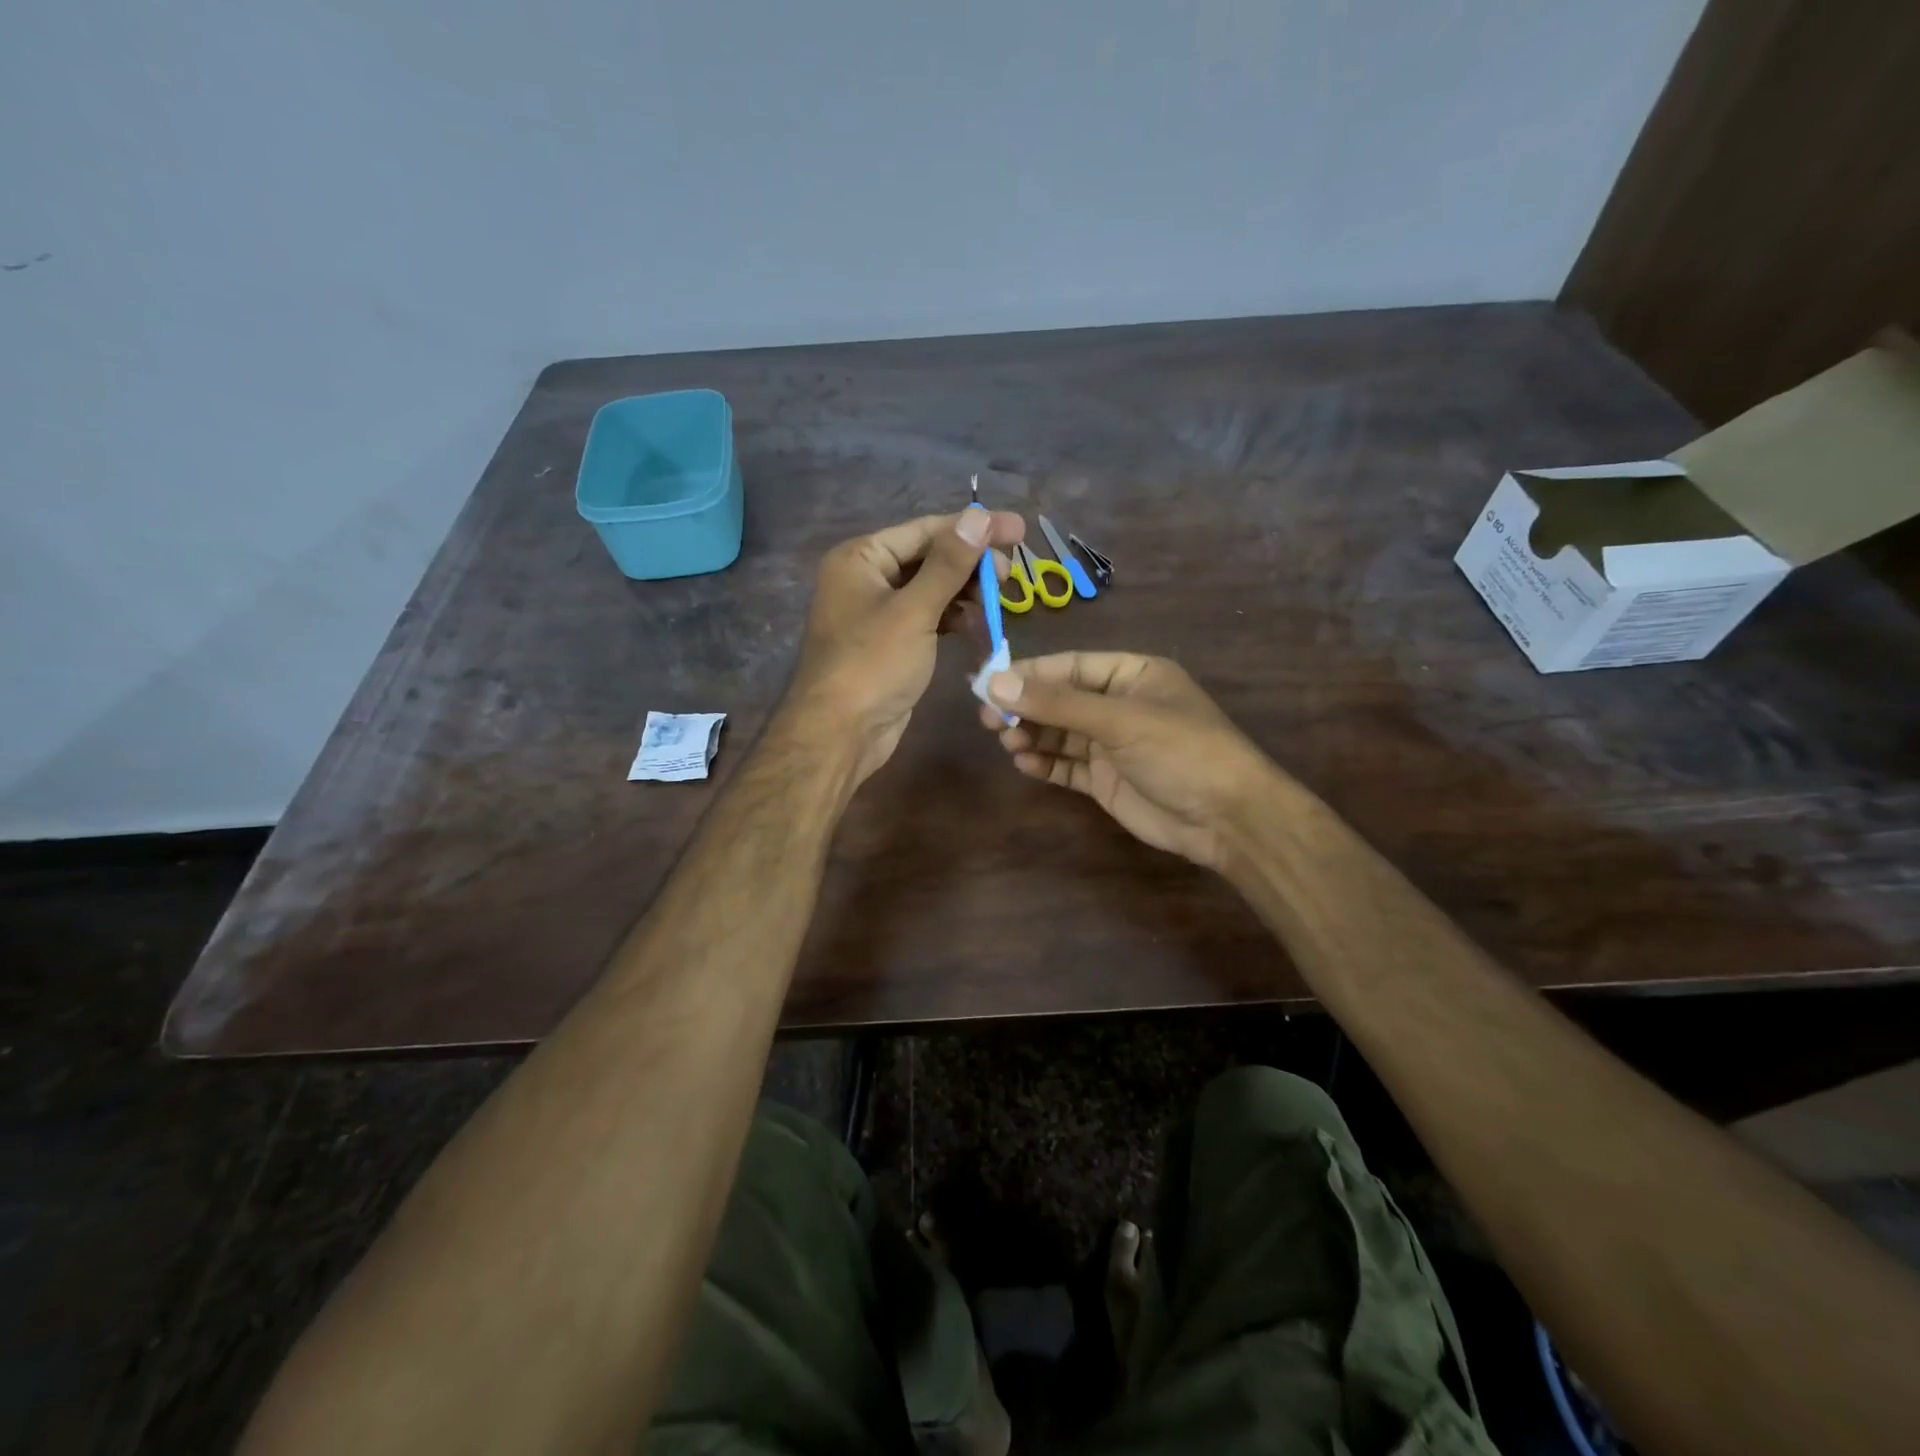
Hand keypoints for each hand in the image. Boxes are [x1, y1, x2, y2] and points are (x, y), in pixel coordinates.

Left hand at [788, 509, 1024, 786]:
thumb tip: (979, 516)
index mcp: (861, 558)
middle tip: (1009, 575)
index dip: (973, 528)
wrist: (840, 734)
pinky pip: (927, 617)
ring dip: (965, 593)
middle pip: (929, 557)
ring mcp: (877, 612)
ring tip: (998, 601)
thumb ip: (949, 563)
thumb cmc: (873, 665)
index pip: (925, 530)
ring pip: (931, 589)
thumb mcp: (914, 610)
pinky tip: (978, 624)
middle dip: (971, 564)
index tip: (1019, 529)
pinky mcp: (891, 643)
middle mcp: (866, 578)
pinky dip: (953, 618)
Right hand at [977, 652, 1275, 869]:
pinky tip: (1024, 762)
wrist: (1226, 818)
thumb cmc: (1180, 751)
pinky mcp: (1105, 779)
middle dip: (1025, 708)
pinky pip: (1066, 765)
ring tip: (1006, 741)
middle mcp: (1119, 705)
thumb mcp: (1119, 720)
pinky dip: (1044, 763)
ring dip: (1031, 735)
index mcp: (1132, 675)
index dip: (1029, 673)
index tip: (987, 681)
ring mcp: (1112, 744)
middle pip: (1060, 699)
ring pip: (1059, 733)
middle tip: (986, 718)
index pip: (1070, 666)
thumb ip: (1058, 703)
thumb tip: (996, 683)